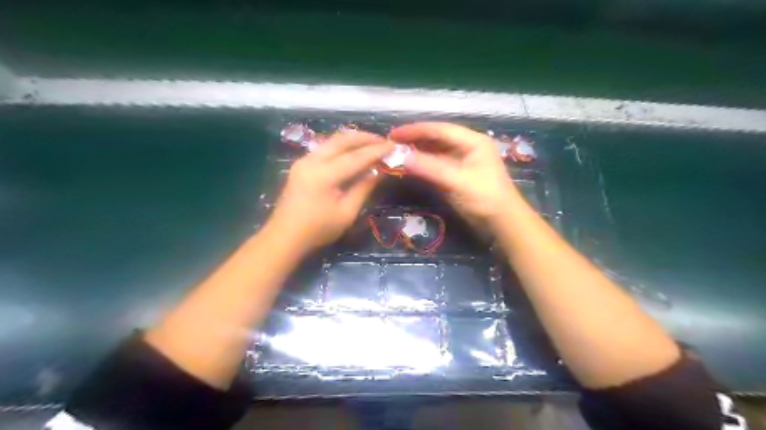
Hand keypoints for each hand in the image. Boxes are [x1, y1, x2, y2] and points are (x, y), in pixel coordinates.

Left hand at [266, 129, 394, 253]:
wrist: (284, 237)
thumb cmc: (318, 230)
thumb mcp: (347, 213)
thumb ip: (363, 188)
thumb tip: (379, 171)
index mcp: (324, 175)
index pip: (356, 157)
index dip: (376, 151)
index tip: (394, 146)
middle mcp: (312, 160)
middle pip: (342, 140)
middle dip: (365, 138)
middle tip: (384, 140)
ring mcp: (304, 160)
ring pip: (332, 140)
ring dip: (353, 140)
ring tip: (372, 143)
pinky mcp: (301, 164)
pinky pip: (325, 147)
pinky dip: (342, 146)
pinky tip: (353, 151)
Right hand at [390, 121, 519, 228]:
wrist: (502, 221)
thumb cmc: (484, 198)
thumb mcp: (457, 181)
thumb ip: (430, 168)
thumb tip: (401, 157)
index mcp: (473, 141)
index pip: (440, 129)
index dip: (416, 130)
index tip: (394, 134)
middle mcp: (467, 146)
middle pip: (437, 138)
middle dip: (415, 139)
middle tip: (392, 143)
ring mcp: (462, 160)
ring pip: (436, 151)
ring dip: (418, 152)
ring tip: (397, 153)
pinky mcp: (457, 174)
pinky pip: (437, 164)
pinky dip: (423, 164)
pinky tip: (410, 166)